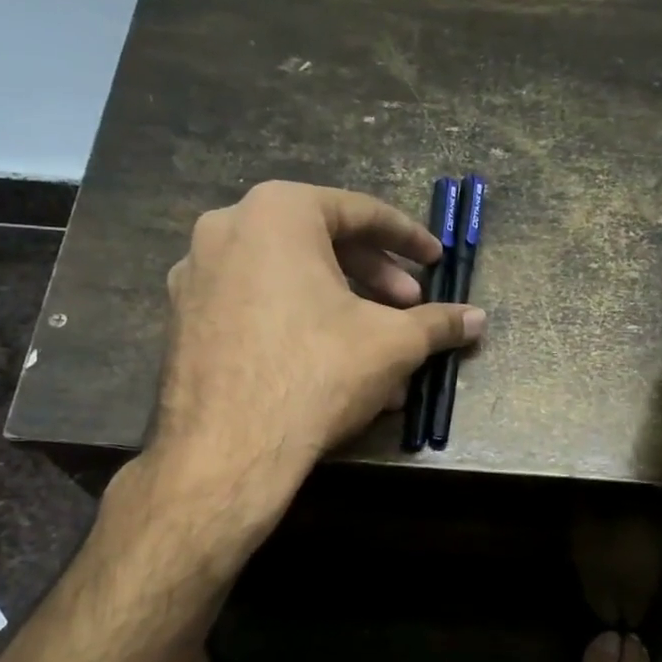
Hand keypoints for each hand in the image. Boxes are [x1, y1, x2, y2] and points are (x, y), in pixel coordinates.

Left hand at [151, 180, 484, 497]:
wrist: (229, 450)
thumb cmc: (317, 372)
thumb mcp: (393, 343)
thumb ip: (438, 323)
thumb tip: (478, 319)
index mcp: (277, 211)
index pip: (359, 212)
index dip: (408, 239)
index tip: (436, 261)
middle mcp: (227, 229)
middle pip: (320, 244)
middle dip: (374, 279)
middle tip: (409, 308)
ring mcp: (197, 275)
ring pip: (288, 281)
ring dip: (341, 310)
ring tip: (380, 351)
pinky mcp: (183, 320)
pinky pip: (256, 308)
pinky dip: (298, 326)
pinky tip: (332, 368)